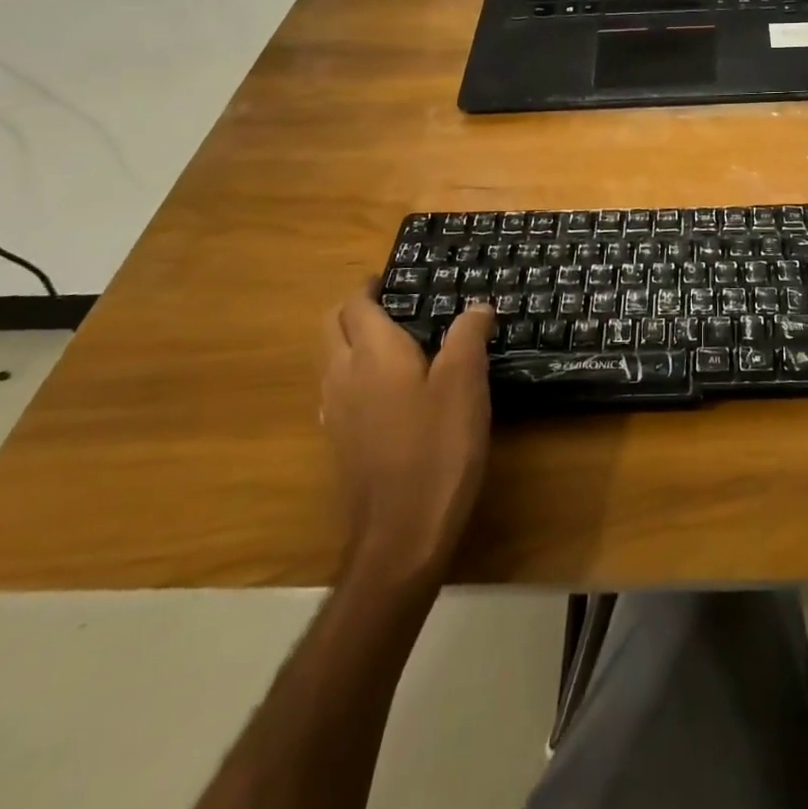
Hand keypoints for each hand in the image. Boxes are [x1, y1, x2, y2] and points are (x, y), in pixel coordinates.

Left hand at [320, 285, 492, 582]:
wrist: (402, 531)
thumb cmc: (438, 446)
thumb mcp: (466, 382)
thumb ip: (469, 335)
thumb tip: (477, 306)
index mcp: (372, 353)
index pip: (356, 304)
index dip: (371, 285)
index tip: (394, 277)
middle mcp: (344, 375)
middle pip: (331, 326)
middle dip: (353, 308)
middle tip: (393, 303)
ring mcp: (336, 412)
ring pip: (330, 359)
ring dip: (350, 340)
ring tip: (394, 340)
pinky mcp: (340, 442)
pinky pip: (337, 390)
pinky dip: (353, 373)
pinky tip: (386, 390)